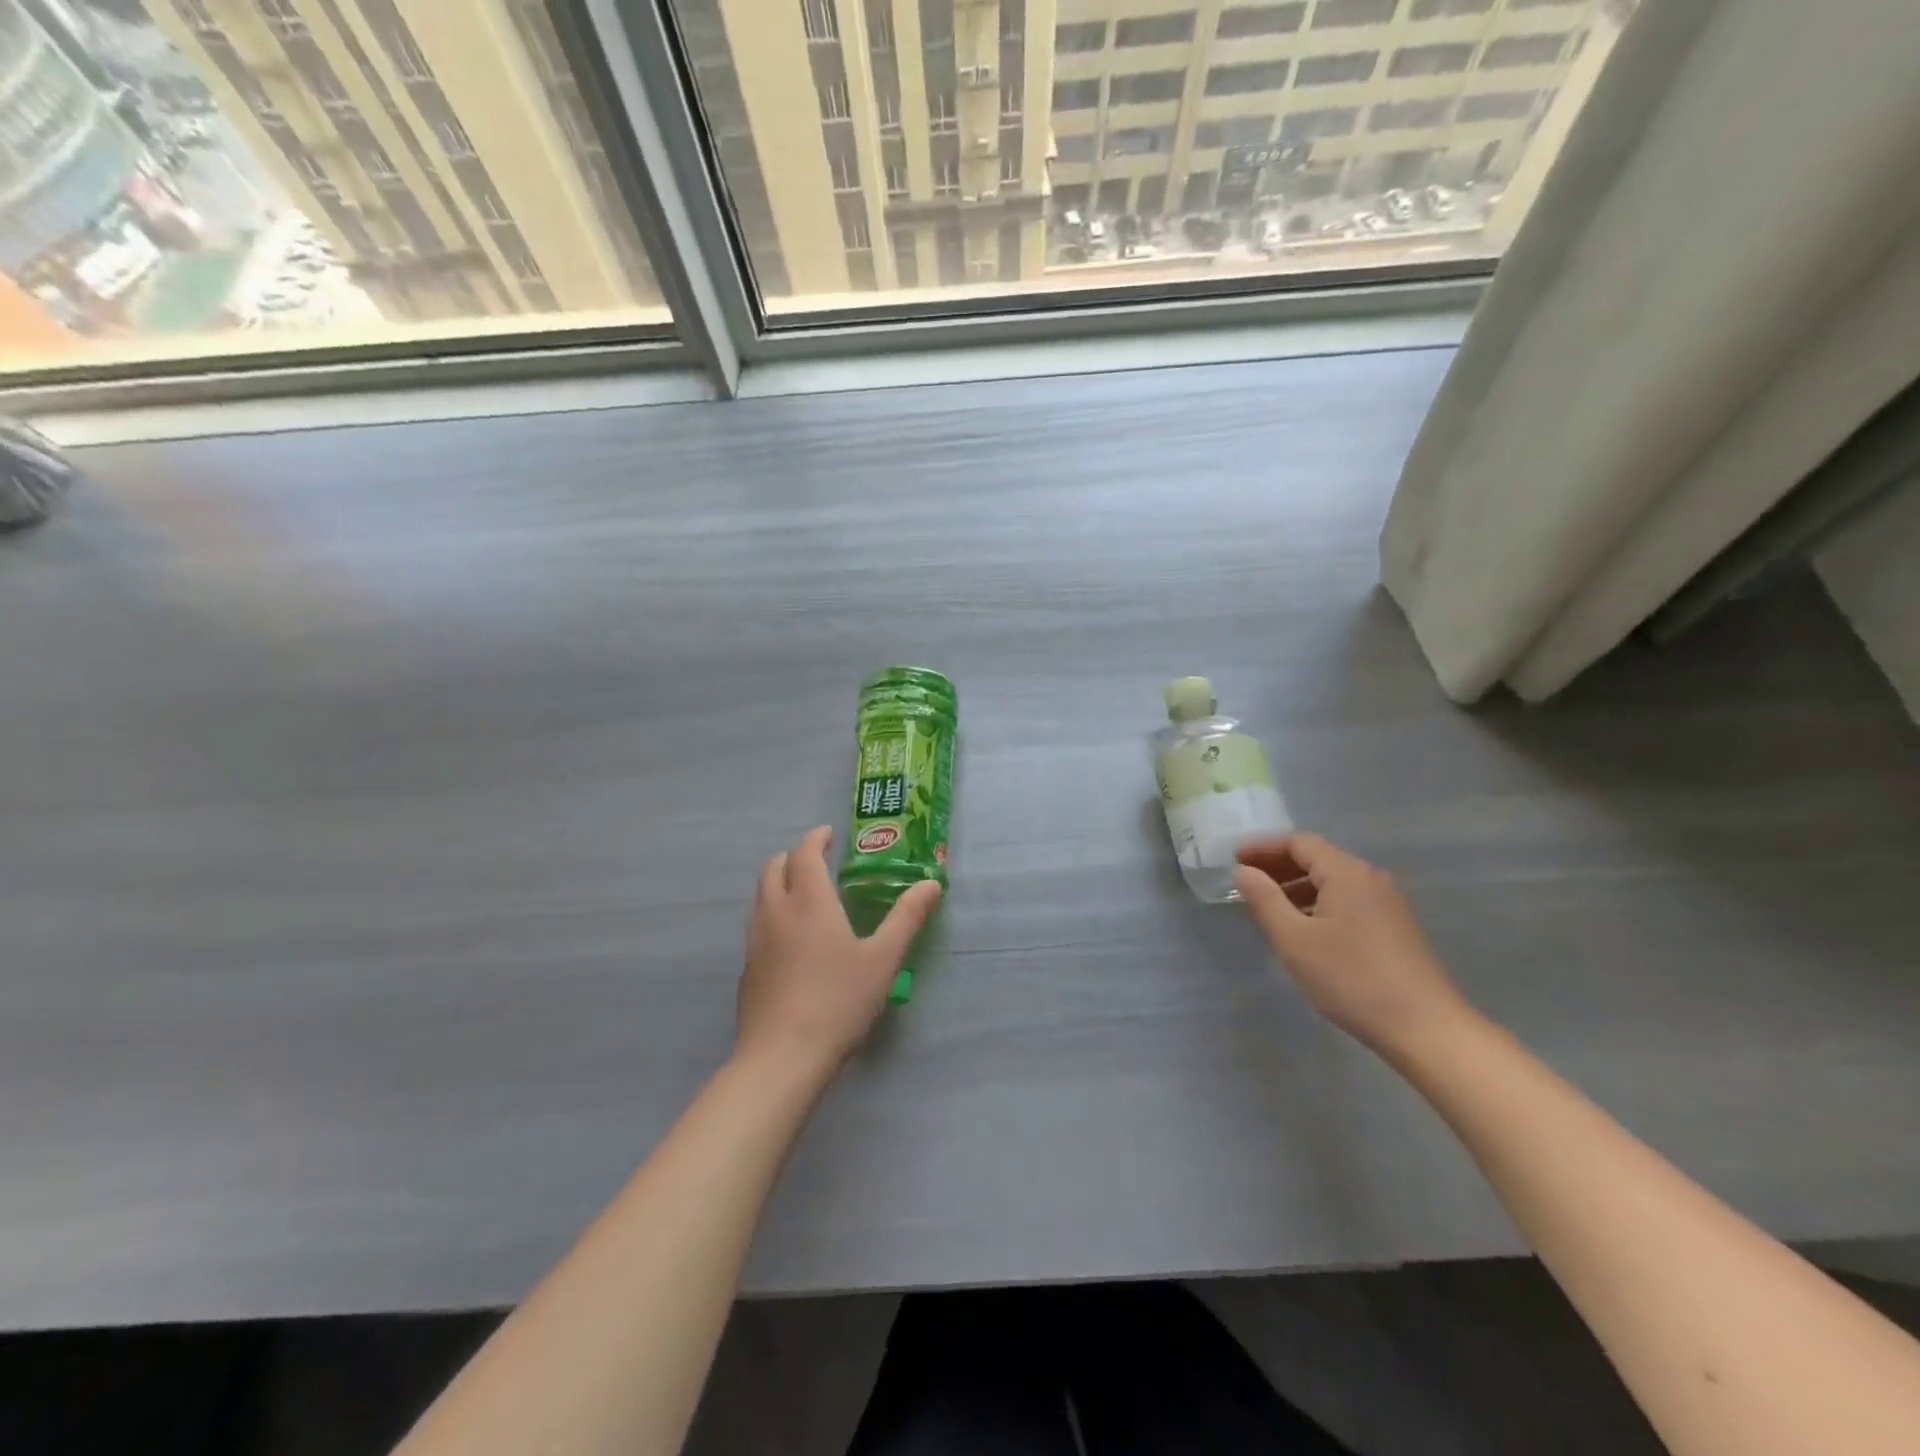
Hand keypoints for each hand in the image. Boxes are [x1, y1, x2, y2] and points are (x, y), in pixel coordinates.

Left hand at [736, 826, 940, 1081]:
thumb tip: (931, 884)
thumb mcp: (883, 959)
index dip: (815, 839)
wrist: (782, 1057)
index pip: (804, 853)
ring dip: (779, 882)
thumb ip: (906, 918)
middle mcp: (777, 913)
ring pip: (761, 896)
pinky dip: (772, 913)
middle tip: (816, 860)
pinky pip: (757, 925)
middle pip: (774, 868)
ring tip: (803, 894)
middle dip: (793, 856)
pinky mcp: (747, 969)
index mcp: (810, 902)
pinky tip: (790, 940)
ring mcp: (756, 942)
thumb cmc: (838, 1001)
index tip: (828, 834)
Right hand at [1233, 833, 1470, 1059]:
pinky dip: (1318, 903)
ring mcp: (1387, 903)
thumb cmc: (1352, 979)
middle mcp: (1370, 879)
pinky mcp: (1395, 928)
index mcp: (1347, 873)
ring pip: (1333, 881)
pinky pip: (1348, 900)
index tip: (1234, 859)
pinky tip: (1305, 929)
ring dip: (1297, 886)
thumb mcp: (1294, 939)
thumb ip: (1264, 899)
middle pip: (1318, 858)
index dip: (1264, 847)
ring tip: (1268, 907)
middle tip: (1246, 881)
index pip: (1299, 843)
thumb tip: (1244, 871)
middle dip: (1279, 865)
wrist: (1426, 1029)